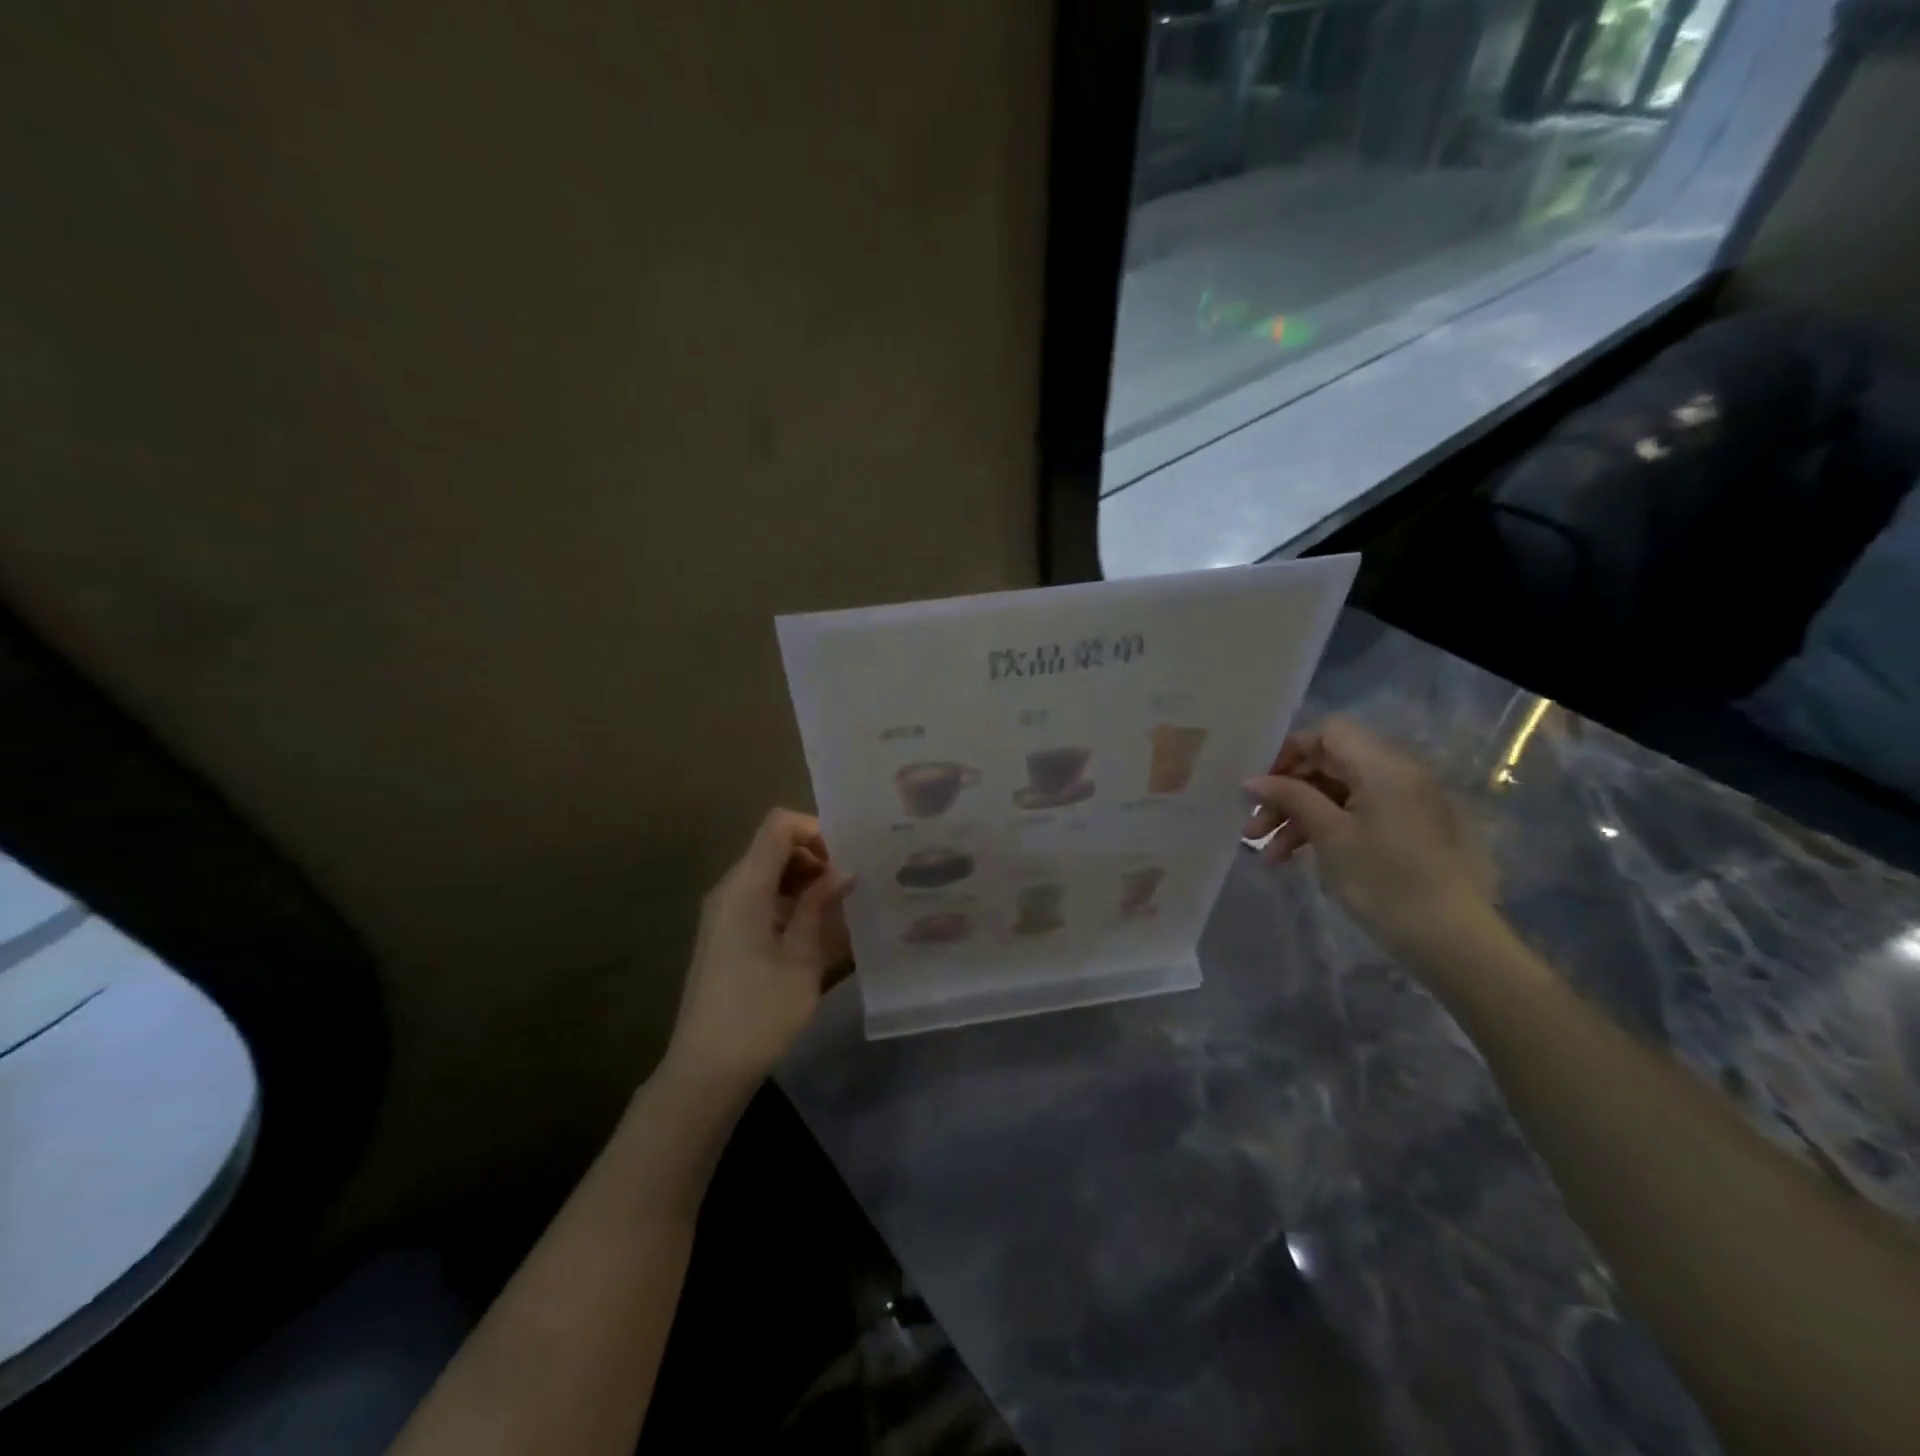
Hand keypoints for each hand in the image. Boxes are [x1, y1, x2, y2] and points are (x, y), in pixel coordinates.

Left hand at [664, 809, 855, 1091]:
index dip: (815, 830)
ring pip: (770, 875)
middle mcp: (730, 890)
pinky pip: (762, 901)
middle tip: (850, 889)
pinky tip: (817, 934)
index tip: (846, 860)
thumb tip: (844, 871)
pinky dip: (791, 906)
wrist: (707, 1069)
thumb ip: (820, 906)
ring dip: (806, 885)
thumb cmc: (760, 1011)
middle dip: (816, 859)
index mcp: (746, 886)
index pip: (779, 826)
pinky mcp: (725, 936)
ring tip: (840, 913)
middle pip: (775, 848)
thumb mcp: (802, 957)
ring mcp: (724, 913)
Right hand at [1243, 718, 1495, 957]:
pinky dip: (1323, 830)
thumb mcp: (1330, 836)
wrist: (1453, 941)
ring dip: (1298, 817)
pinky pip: (1353, 814)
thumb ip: (1291, 798)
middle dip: (1286, 793)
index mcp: (1383, 765)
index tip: (1259, 787)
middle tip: (1253, 828)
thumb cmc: (1386, 881)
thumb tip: (1252, 781)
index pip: (1327, 732)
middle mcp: (1396, 774)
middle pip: (1328, 764)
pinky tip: (1295, 860)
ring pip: (1336, 794)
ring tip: (1268, 856)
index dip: (1289, 752)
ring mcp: (1402, 803)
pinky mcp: (1404, 830)